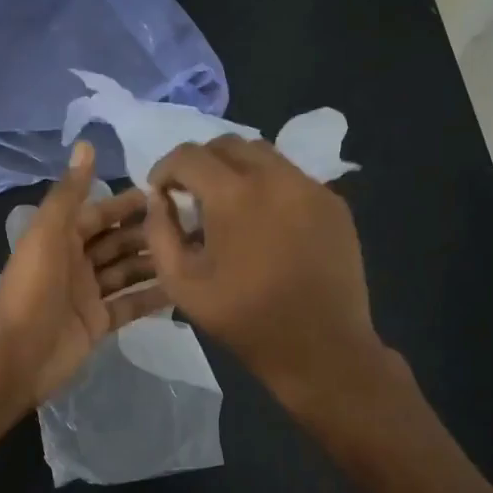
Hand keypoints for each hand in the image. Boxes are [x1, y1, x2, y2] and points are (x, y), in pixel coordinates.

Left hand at [0, 142, 171, 404]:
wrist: (16, 356)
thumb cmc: (32, 288)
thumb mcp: (48, 233)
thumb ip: (69, 192)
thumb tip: (86, 144)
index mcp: (60, 238)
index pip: (99, 213)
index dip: (128, 203)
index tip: (166, 193)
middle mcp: (75, 262)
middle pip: (117, 242)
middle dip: (148, 232)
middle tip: (193, 223)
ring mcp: (87, 295)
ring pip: (127, 271)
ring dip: (154, 261)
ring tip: (195, 251)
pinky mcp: (98, 323)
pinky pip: (130, 304)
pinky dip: (152, 296)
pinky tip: (183, 287)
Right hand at [139, 136, 387, 410]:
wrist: (322, 348)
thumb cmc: (246, 320)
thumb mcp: (182, 284)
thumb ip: (160, 233)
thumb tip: (159, 199)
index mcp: (234, 196)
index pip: (188, 155)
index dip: (165, 168)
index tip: (160, 191)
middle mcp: (275, 177)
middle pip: (227, 143)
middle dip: (201, 162)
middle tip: (191, 194)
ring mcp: (310, 187)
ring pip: (263, 154)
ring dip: (236, 169)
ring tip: (229, 204)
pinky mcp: (334, 203)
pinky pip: (291, 177)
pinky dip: (269, 186)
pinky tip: (265, 221)